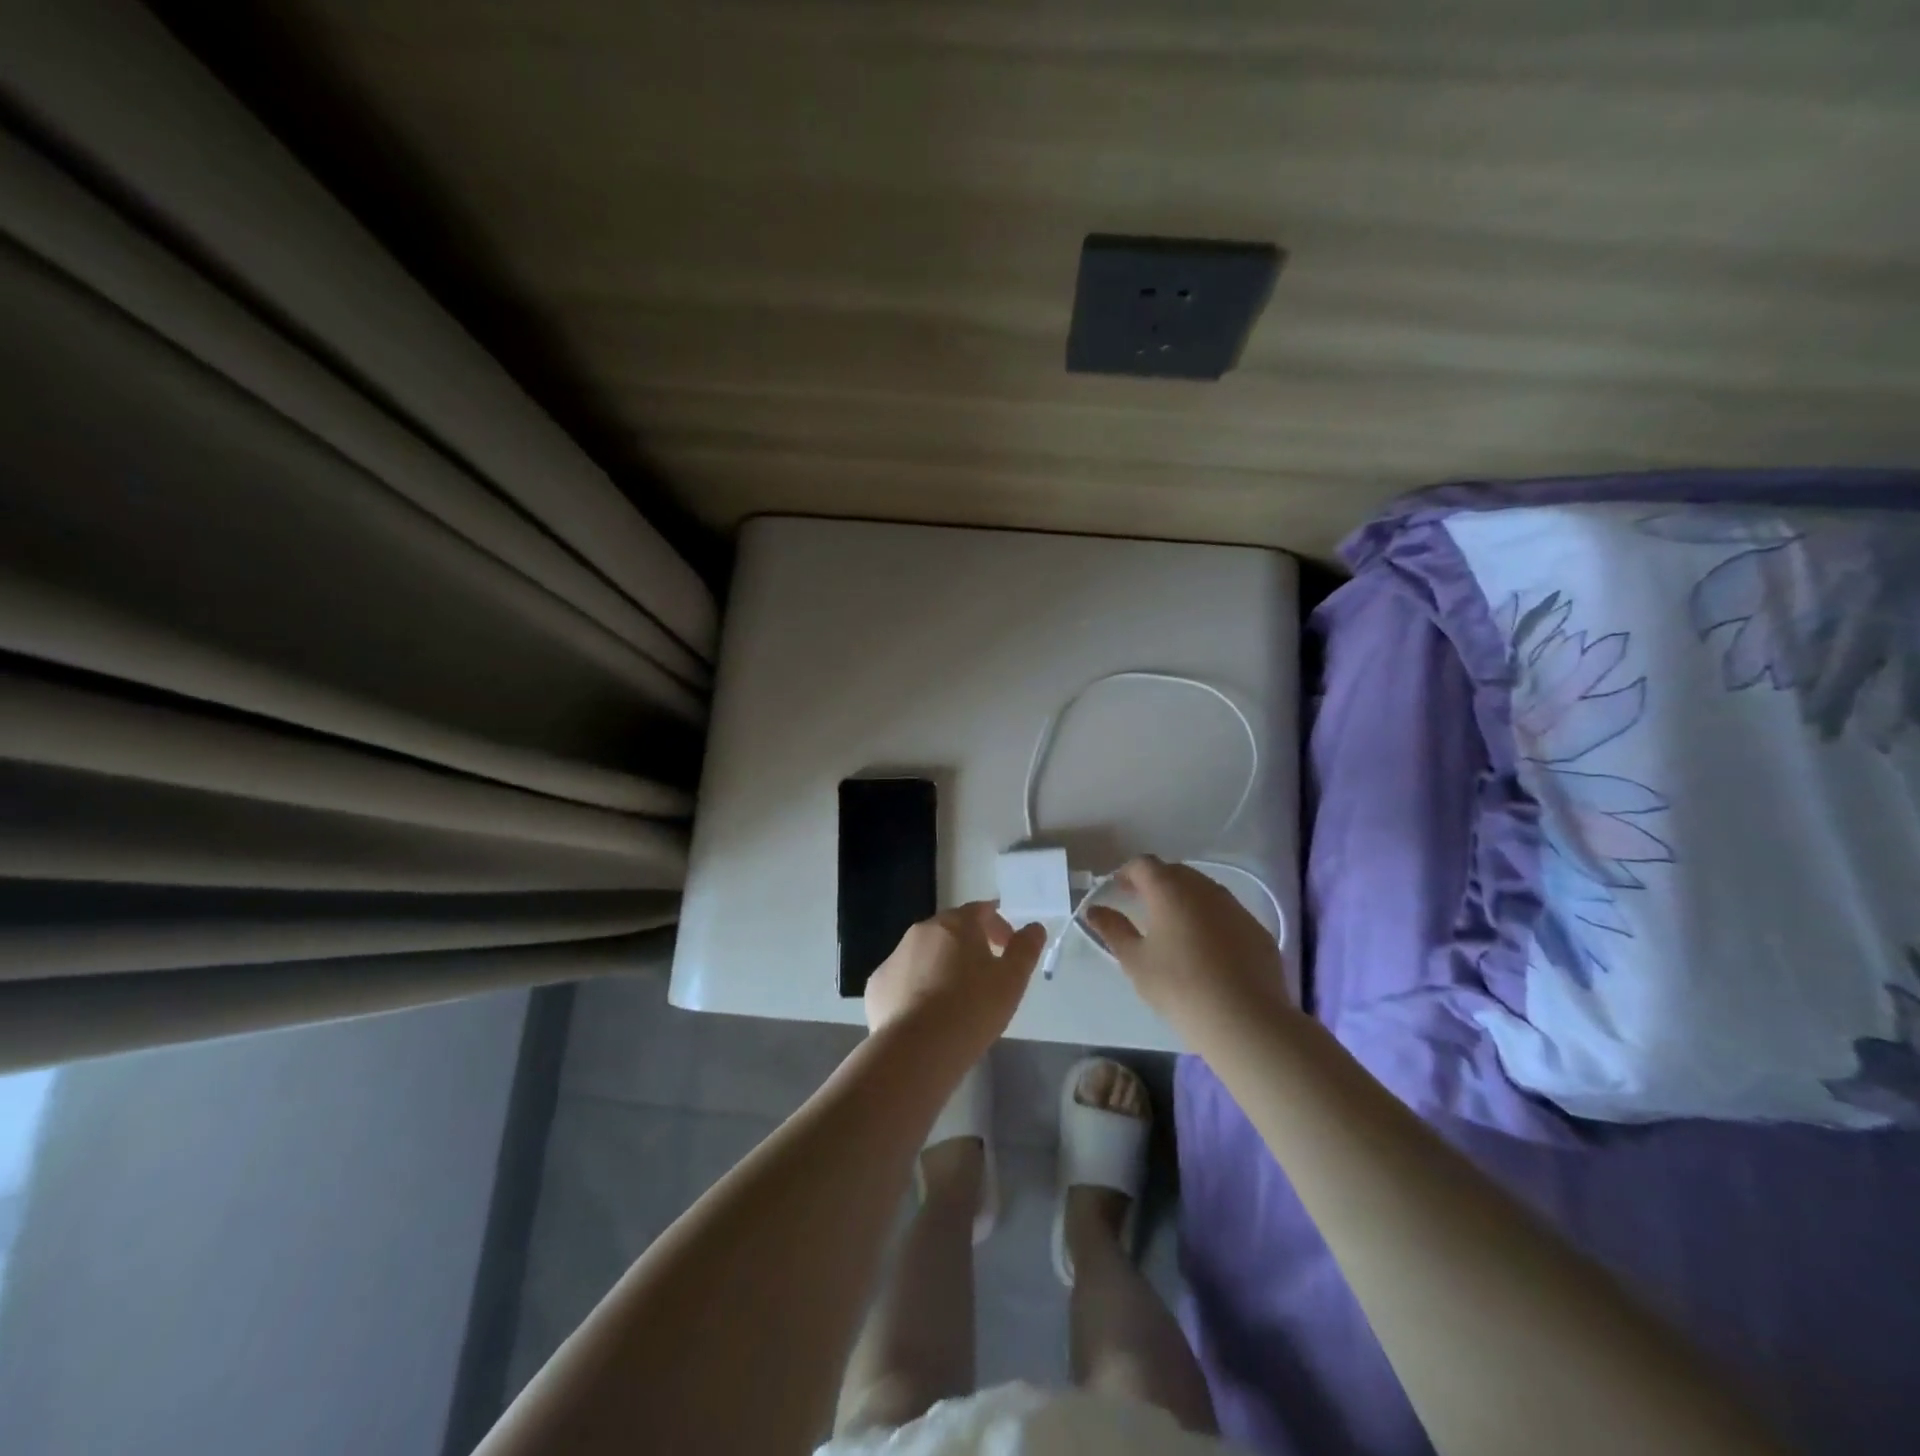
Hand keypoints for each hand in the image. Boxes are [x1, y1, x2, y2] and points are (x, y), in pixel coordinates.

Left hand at [864, 903, 1045, 1066]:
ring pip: (924, 954)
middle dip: (969, 945)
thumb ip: (1026, 949)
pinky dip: (916, 987)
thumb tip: (1035, 928)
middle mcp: (921, 931)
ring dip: (941, 965)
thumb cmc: (973, 1008)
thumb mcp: (1012, 979)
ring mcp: (894, 957)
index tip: (1008, 946)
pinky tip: (927, 1013)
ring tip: (956, 999)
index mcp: (955, 924)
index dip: (998, 925)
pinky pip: (902, 979)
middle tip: (985, 973)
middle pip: (950, 930)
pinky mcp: (877, 985)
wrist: (918, 1048)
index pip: (980, 911)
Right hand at [1083, 856, 1291, 1042]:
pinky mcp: (1257, 930)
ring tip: (1174, 928)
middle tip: (1143, 906)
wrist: (1244, 1020)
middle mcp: (1204, 889)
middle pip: (1175, 872)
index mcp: (1170, 890)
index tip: (1118, 890)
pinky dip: (1211, 920)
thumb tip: (1094, 910)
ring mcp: (1235, 908)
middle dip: (1156, 883)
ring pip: (1204, 891)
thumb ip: (1113, 929)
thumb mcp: (1135, 960)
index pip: (1143, 864)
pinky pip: (1226, 913)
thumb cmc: (1179, 986)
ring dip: (1185, 899)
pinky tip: (1208, 950)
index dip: (1127, 872)